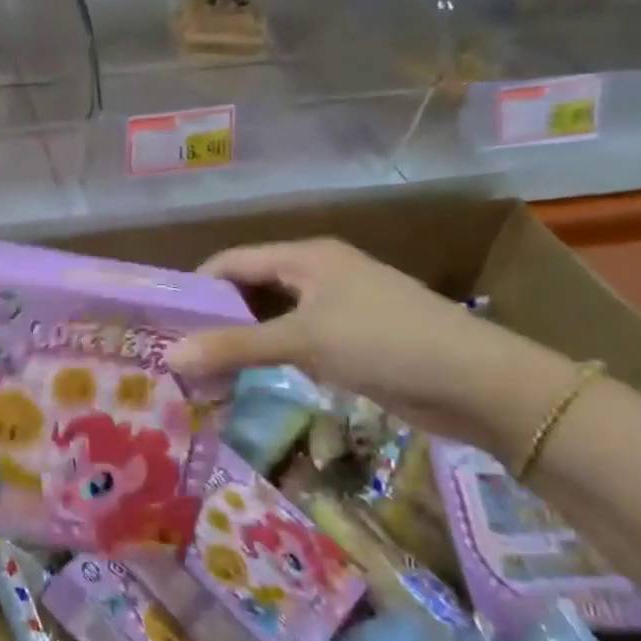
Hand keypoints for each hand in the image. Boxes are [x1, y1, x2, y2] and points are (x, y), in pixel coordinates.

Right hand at [168, 239, 575, 456]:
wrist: (478, 384)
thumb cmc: (384, 342)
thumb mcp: (303, 341)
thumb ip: (234, 346)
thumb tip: (170, 356)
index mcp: (306, 256)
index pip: (232, 261)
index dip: (196, 286)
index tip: (162, 319)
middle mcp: (318, 274)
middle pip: (250, 288)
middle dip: (214, 316)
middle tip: (176, 348)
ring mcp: (337, 308)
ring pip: (272, 317)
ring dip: (240, 339)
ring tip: (200, 366)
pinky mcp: (351, 341)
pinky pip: (294, 341)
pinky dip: (268, 356)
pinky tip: (246, 377)